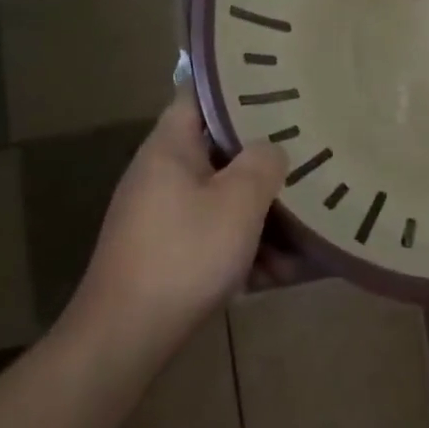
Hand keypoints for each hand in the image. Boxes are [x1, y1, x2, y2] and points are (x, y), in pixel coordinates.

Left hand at [68, 89, 287, 346]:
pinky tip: (274, 275)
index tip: (276, 86)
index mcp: (169, 147)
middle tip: (304, 156)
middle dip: (262, 161)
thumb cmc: (185, 255)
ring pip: (220, 197)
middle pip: (219, 151)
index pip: (199, 95)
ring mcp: (160, 215)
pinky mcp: (165, 252)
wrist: (124, 340)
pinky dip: (241, 247)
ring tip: (301, 237)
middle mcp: (161, 174)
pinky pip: (211, 233)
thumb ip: (263, 162)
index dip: (236, 86)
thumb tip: (271, 149)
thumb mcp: (238, 202)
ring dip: (259, 215)